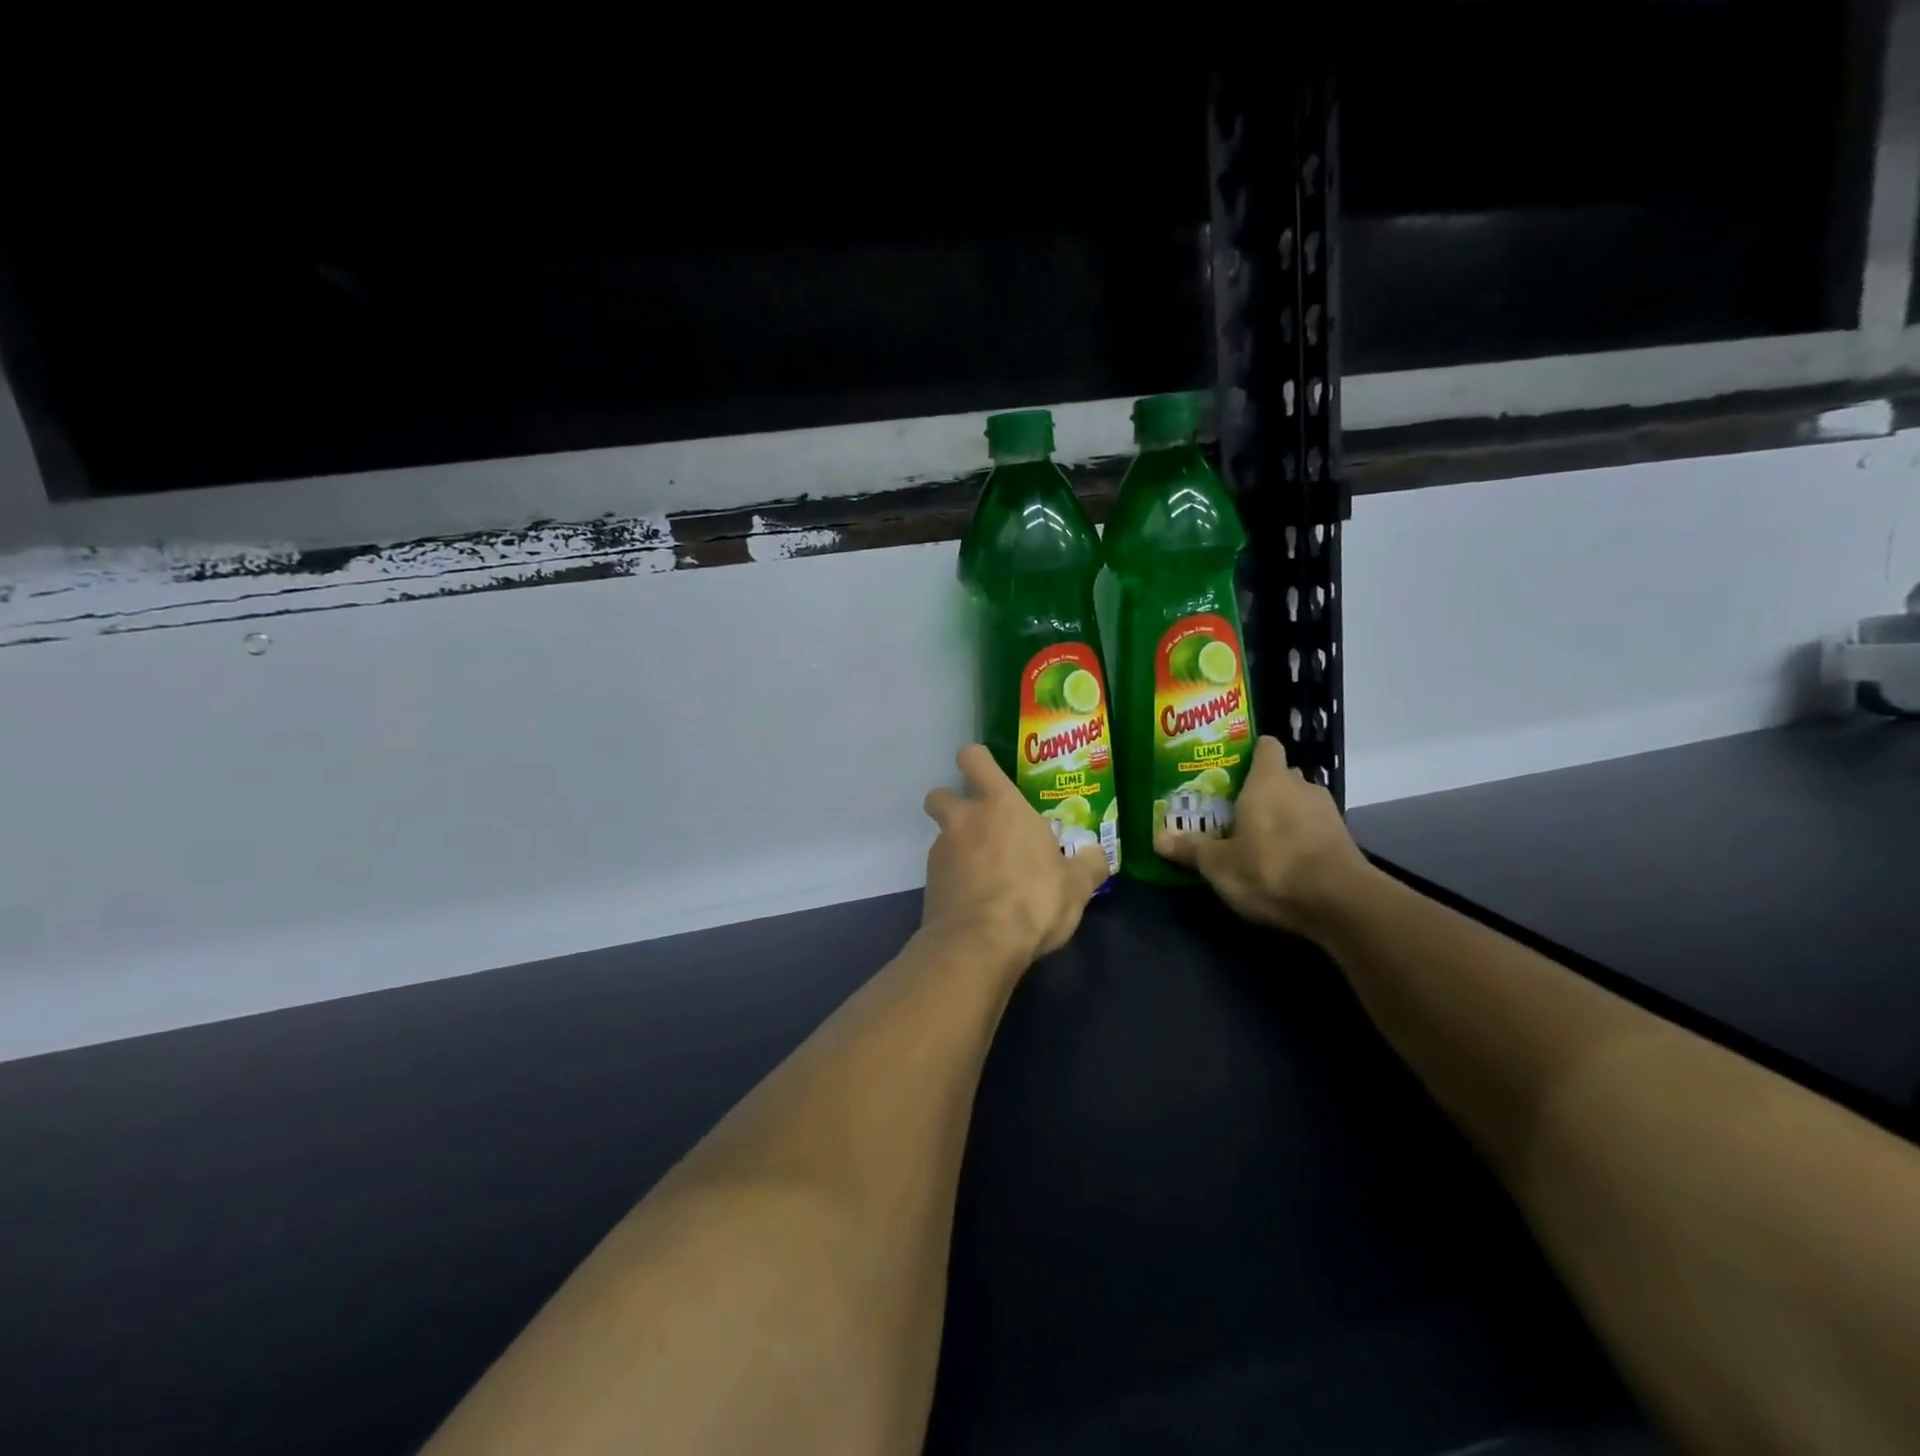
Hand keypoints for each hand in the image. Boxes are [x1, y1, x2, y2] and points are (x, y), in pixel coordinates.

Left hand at [921, 744, 1109, 966]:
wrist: (979, 945)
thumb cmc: (1033, 899)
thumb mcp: (1076, 885)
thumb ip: (1088, 864)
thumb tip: (1097, 854)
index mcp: (1000, 805)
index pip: (974, 759)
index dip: (976, 760)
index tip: (986, 772)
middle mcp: (964, 820)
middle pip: (940, 794)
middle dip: (952, 802)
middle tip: (979, 824)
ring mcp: (941, 852)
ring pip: (942, 836)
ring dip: (958, 847)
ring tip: (987, 874)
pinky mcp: (929, 885)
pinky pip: (941, 871)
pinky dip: (955, 880)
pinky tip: (977, 901)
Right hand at [1154, 735, 1372, 935]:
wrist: (1339, 902)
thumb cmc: (1270, 867)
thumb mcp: (1219, 864)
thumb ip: (1191, 849)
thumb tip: (1158, 840)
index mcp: (1268, 780)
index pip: (1266, 746)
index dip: (1250, 753)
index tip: (1231, 768)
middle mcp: (1300, 786)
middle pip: (1280, 776)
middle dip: (1261, 790)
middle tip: (1234, 810)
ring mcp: (1327, 812)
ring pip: (1298, 802)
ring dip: (1282, 815)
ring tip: (1258, 838)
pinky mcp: (1344, 839)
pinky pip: (1314, 828)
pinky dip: (1301, 838)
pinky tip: (1284, 860)